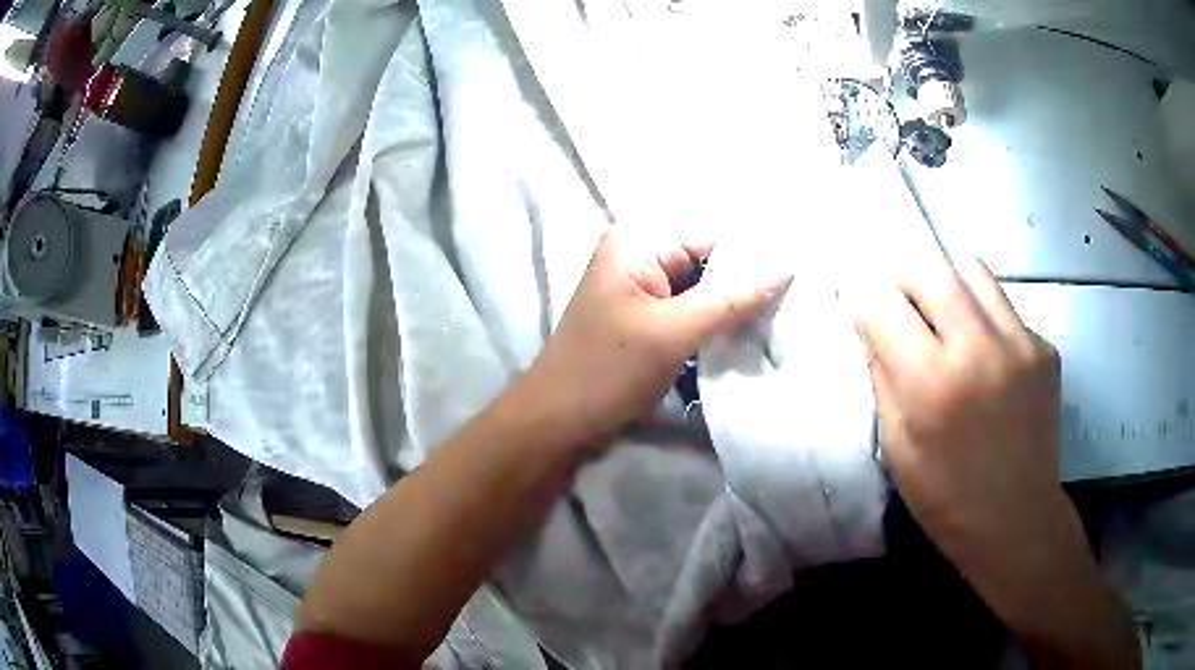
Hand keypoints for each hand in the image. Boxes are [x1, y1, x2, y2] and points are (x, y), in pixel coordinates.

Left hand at [525, 228, 791, 446]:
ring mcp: (642, 293)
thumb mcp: (672, 331)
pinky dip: (716, 327)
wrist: (557, 425)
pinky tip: (752, 336)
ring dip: (734, 309)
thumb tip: (786, 266)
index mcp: (636, 242)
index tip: (800, 273)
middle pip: (708, 263)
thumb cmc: (606, 370)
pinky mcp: (647, 324)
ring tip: (784, 319)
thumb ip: (731, 299)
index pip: (711, 237)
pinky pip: (691, 316)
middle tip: (799, 301)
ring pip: (703, 293)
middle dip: (747, 284)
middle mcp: (639, 258)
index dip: (753, 255)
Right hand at [854, 257, 1138, 668]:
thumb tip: (874, 325)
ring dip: (948, 285)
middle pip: (929, 265)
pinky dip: (983, 316)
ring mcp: (1020, 341)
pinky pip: (1003, 305)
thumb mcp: (896, 447)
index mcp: (932, 383)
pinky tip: (987, 358)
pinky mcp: (1044, 346)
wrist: (1018, 520)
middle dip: (904, 280)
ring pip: (971, 268)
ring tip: (947, 322)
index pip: (881, 302)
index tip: (867, 316)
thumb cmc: (946, 499)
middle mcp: (980, 347)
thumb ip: (883, 376)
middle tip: (904, 309)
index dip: (865, 303)